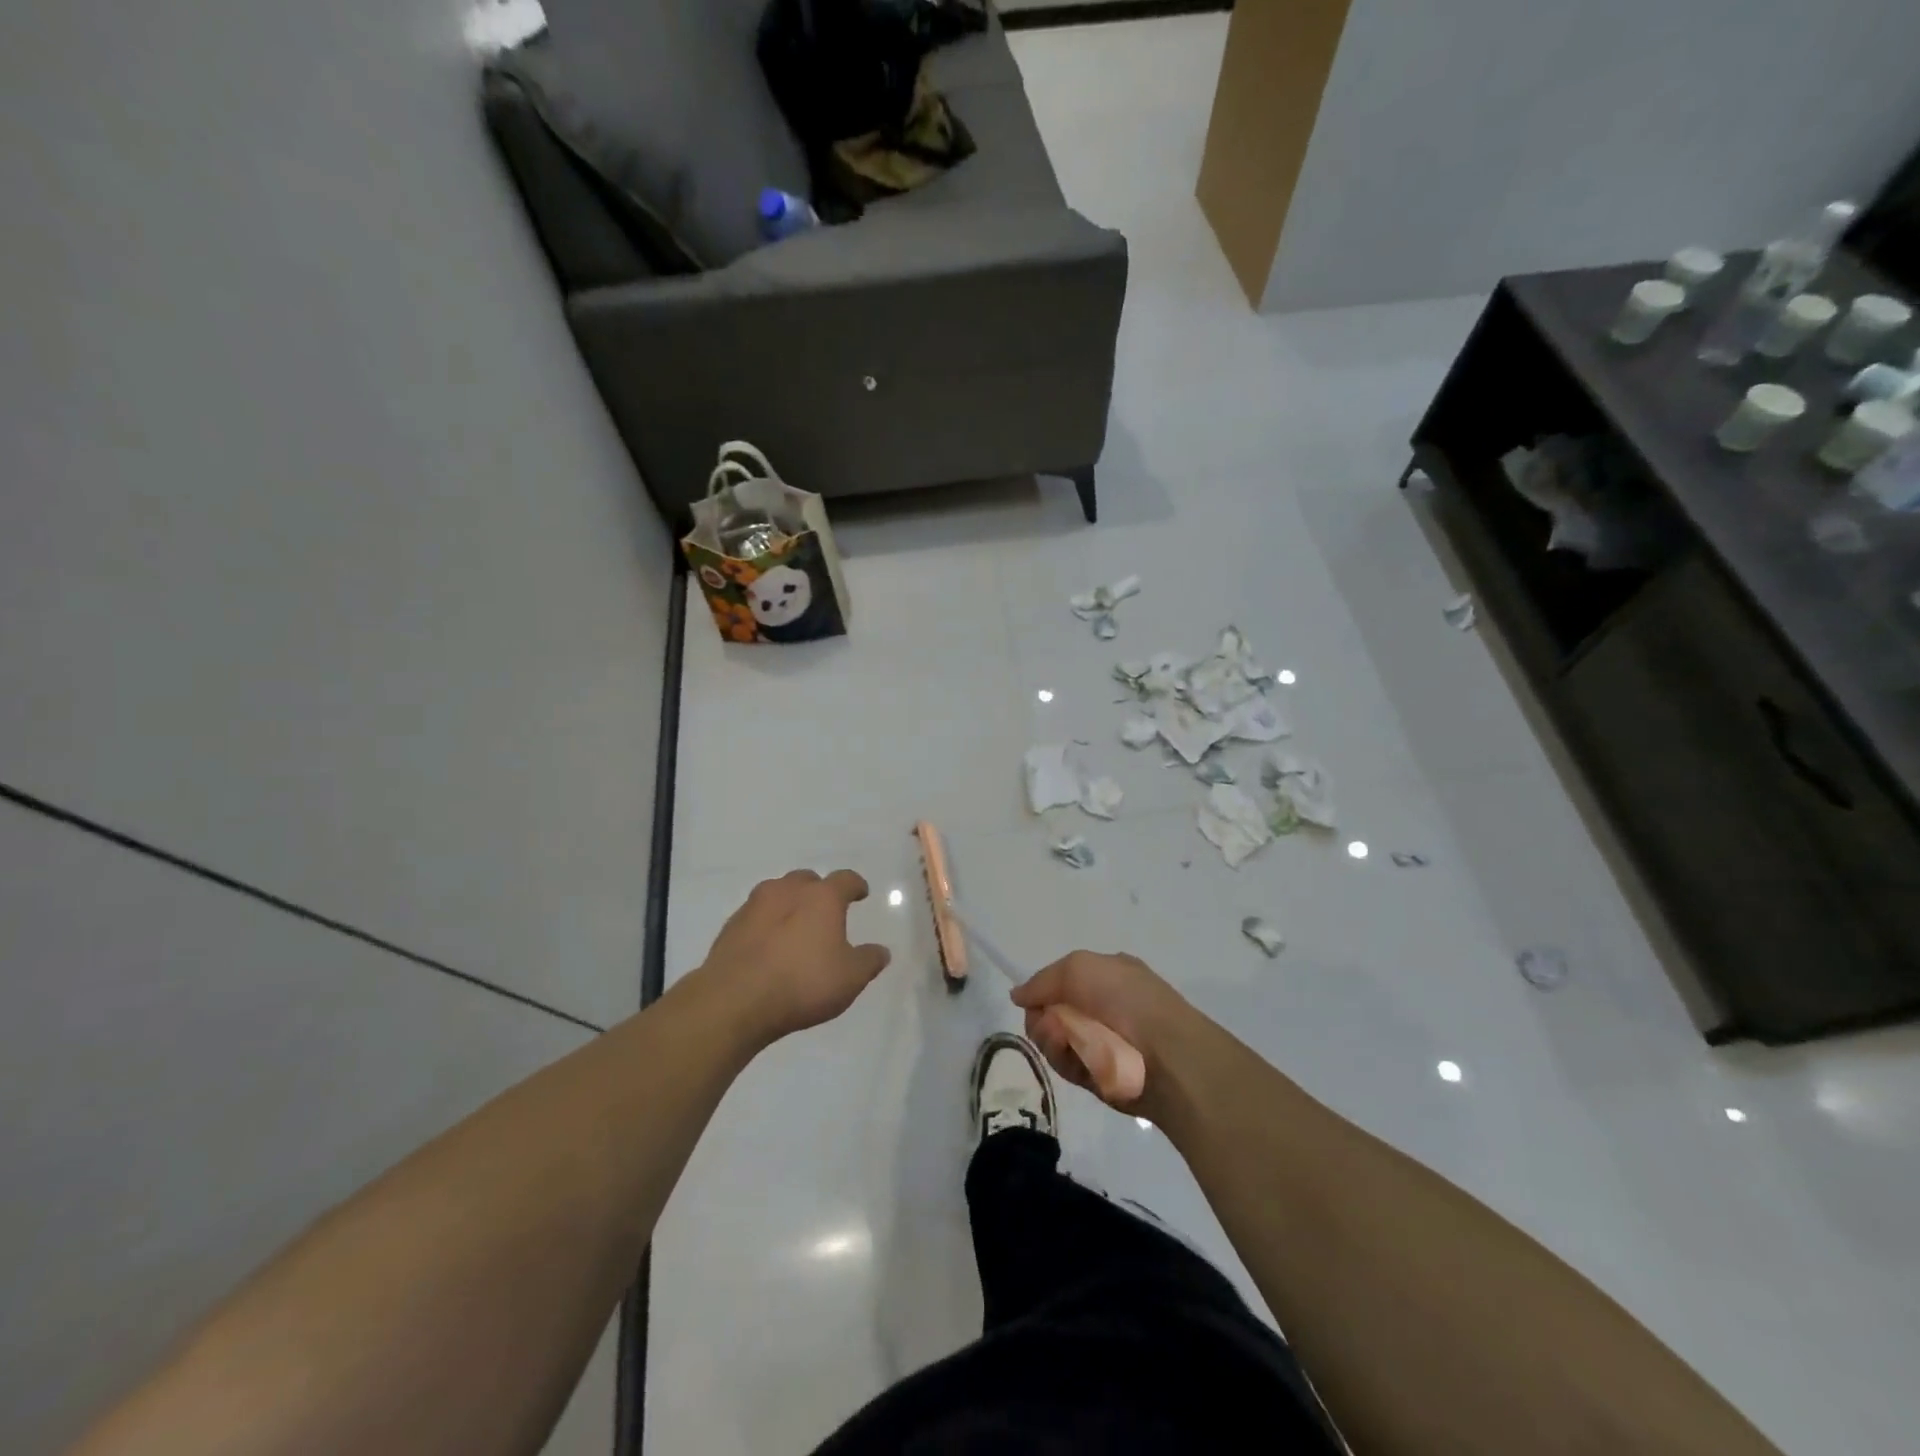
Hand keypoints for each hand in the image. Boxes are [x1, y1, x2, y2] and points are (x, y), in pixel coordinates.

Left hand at [694, 869, 891, 1046]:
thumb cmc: (802, 983)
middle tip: (825, 911)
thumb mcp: (850, 978)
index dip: (856, 885)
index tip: (860, 893)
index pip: (845, 879)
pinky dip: (766, 924)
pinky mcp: (731, 926)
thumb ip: (869, 961)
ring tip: (795, 926)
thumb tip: (881, 951)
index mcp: (822, 897)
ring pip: (777, 893)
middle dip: (818, 891)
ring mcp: (754, 906)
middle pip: (807, 880)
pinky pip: (755, 916)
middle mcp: (788, 891)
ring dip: (788, 904)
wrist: (734, 1001)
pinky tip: (768, 945)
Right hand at [1010, 950, 1195, 1113]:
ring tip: (1064, 1041)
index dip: (1043, 992)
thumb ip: (1043, 980)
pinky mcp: (1101, 1075)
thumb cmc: (1125, 999)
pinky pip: (1069, 1066)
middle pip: (1052, 1013)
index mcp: (1106, 976)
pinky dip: (1067, 1061)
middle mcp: (1104, 1007)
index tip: (1033, 1001)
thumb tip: (1018, 995)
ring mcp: (1103, 1042)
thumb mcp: (1079, 967)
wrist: (1166, 1055)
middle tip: (1049, 1024)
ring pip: (1056, 1041)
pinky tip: (1076, 1058)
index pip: (1061, 983)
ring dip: (1052, 1040)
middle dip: (1043, 1019)